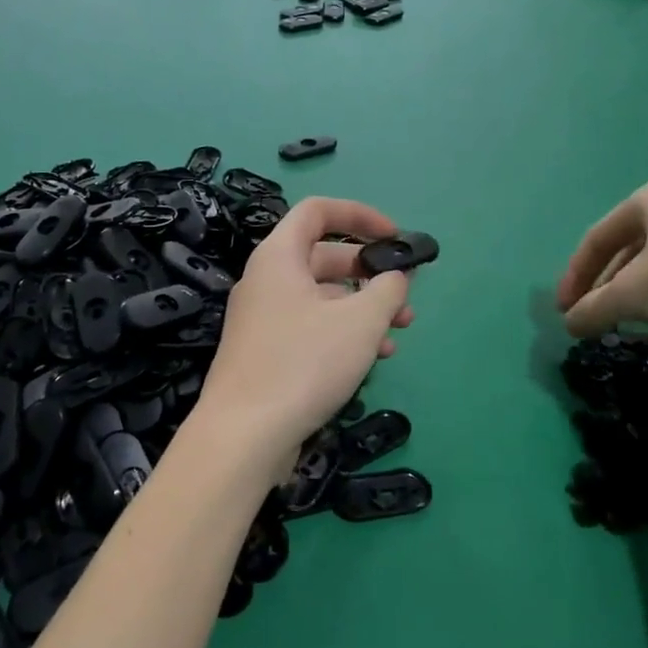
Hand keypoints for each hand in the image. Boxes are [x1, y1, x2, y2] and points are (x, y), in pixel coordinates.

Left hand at [196, 197, 414, 481]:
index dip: (360, 215)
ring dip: (363, 308)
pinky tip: (373, 359)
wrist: (243, 435)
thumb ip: (387, 289)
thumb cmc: (304, 364)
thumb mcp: (360, 321)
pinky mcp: (265, 352)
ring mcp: (263, 318)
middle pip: (324, 256)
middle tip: (405, 295)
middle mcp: (266, 280)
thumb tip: (395, 277)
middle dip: (370, 272)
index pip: (318, 211)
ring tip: (399, 332)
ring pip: (322, 297)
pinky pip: (310, 327)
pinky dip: (342, 333)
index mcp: (279, 257)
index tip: (395, 236)